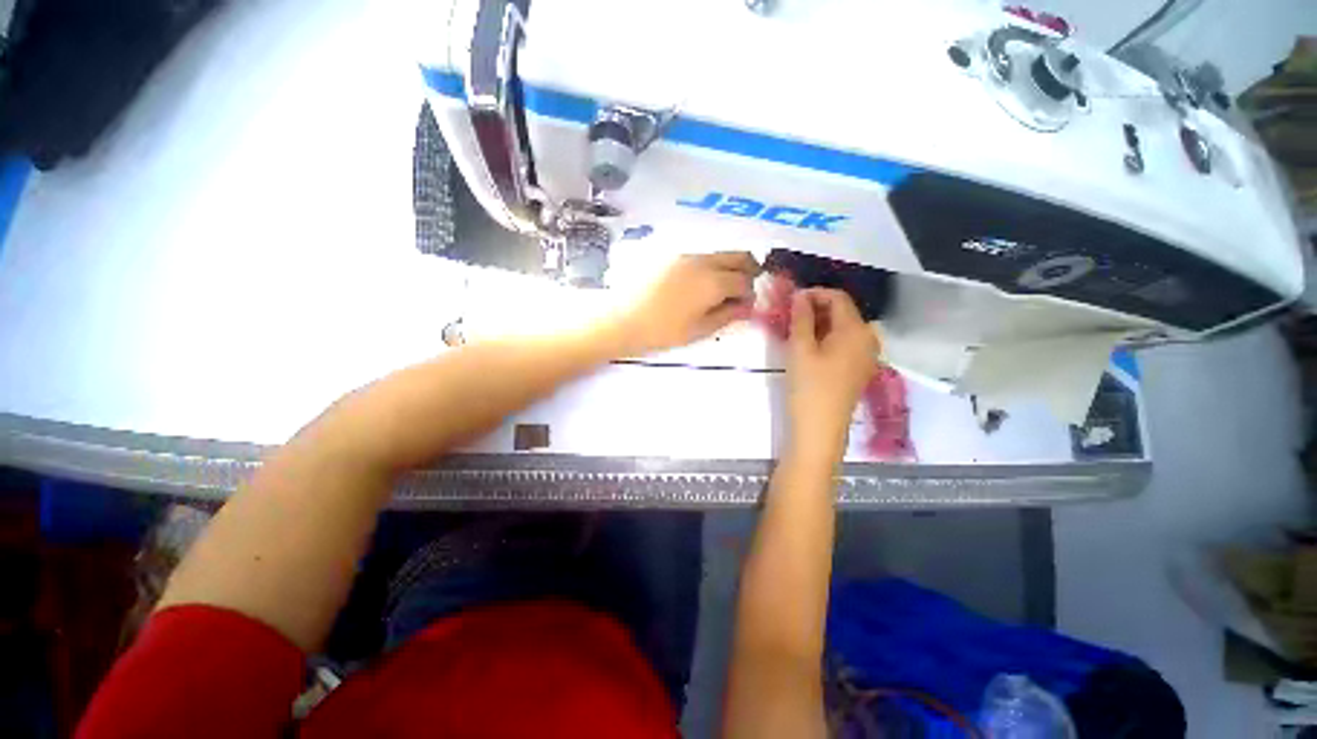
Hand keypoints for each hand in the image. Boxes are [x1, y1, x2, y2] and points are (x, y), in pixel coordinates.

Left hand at [612, 252, 759, 354]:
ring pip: (719, 254)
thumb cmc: (663, 331)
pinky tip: (698, 285)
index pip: (745, 280)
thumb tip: (747, 307)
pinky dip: (710, 266)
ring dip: (728, 268)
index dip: (750, 293)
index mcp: (713, 282)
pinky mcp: (672, 256)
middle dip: (747, 271)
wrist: (622, 319)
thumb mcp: (699, 329)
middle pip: (738, 256)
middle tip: (742, 291)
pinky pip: (701, 256)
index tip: (745, 306)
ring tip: (718, 291)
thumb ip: (727, 315)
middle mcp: (704, 262)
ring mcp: (686, 255)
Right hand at [787, 288, 879, 461]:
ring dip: (821, 324)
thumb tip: (801, 295)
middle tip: (791, 315)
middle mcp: (869, 339)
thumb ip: (802, 318)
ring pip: (844, 329)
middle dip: (817, 308)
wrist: (820, 430)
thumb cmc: (809, 387)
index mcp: (857, 330)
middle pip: (844, 312)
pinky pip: (846, 344)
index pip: (839, 298)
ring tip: (797, 331)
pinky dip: (828, 338)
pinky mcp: (860, 370)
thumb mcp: (800, 349)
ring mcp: (867, 356)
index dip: (814, 293)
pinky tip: (810, 348)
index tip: (791, 299)